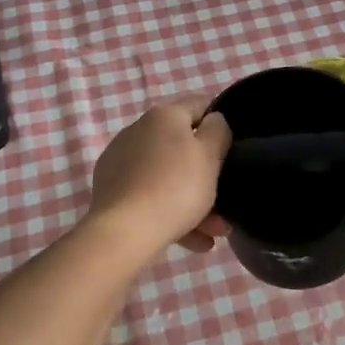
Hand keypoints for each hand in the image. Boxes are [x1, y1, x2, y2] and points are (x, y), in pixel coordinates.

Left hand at [88, 96, 232, 255]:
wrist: (125, 232)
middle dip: (206, 174)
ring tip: (213, 232)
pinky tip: (192, 240)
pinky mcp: (110, 190)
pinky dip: (171, 212)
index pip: (199, 105)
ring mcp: (120, 161)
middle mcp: (138, 131)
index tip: (233, 146)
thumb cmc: (176, 187)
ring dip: (194, 201)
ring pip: (168, 176)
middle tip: (225, 202)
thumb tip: (213, 121)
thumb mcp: (210, 156)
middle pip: (182, 147)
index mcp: (163, 116)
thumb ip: (218, 131)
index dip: (219, 121)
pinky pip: (150, 195)